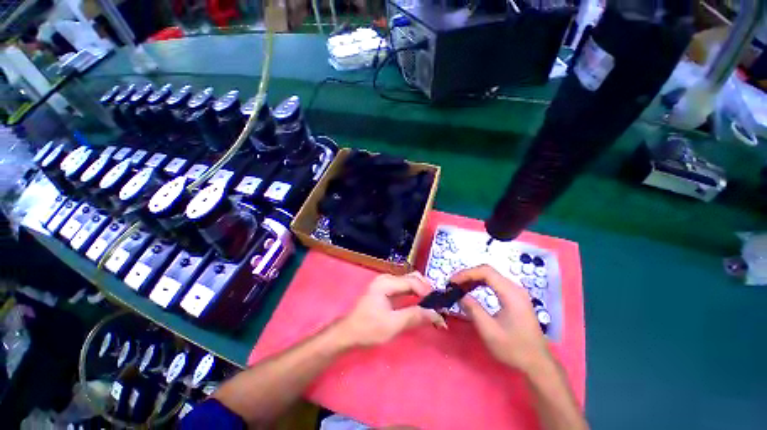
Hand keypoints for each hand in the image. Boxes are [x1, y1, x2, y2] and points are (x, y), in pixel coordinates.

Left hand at [337, 273, 445, 346]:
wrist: (349, 333)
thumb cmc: (368, 329)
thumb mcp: (393, 325)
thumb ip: (414, 316)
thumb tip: (437, 314)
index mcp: (386, 283)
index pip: (413, 282)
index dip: (428, 293)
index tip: (440, 307)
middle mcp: (387, 278)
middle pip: (413, 278)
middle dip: (427, 290)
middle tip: (438, 306)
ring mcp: (386, 283)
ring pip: (410, 282)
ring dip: (422, 292)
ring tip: (433, 306)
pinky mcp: (386, 289)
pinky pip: (405, 288)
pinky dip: (415, 294)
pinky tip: (422, 304)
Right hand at [453, 265, 549, 372]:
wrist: (537, 364)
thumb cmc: (514, 349)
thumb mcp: (489, 331)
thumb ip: (473, 310)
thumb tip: (459, 296)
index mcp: (511, 294)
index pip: (485, 272)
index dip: (466, 274)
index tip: (452, 282)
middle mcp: (515, 288)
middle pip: (488, 271)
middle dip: (468, 275)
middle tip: (453, 284)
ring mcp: (516, 292)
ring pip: (490, 276)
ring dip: (473, 279)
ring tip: (459, 287)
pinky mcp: (515, 298)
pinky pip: (494, 283)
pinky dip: (480, 284)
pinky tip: (472, 290)